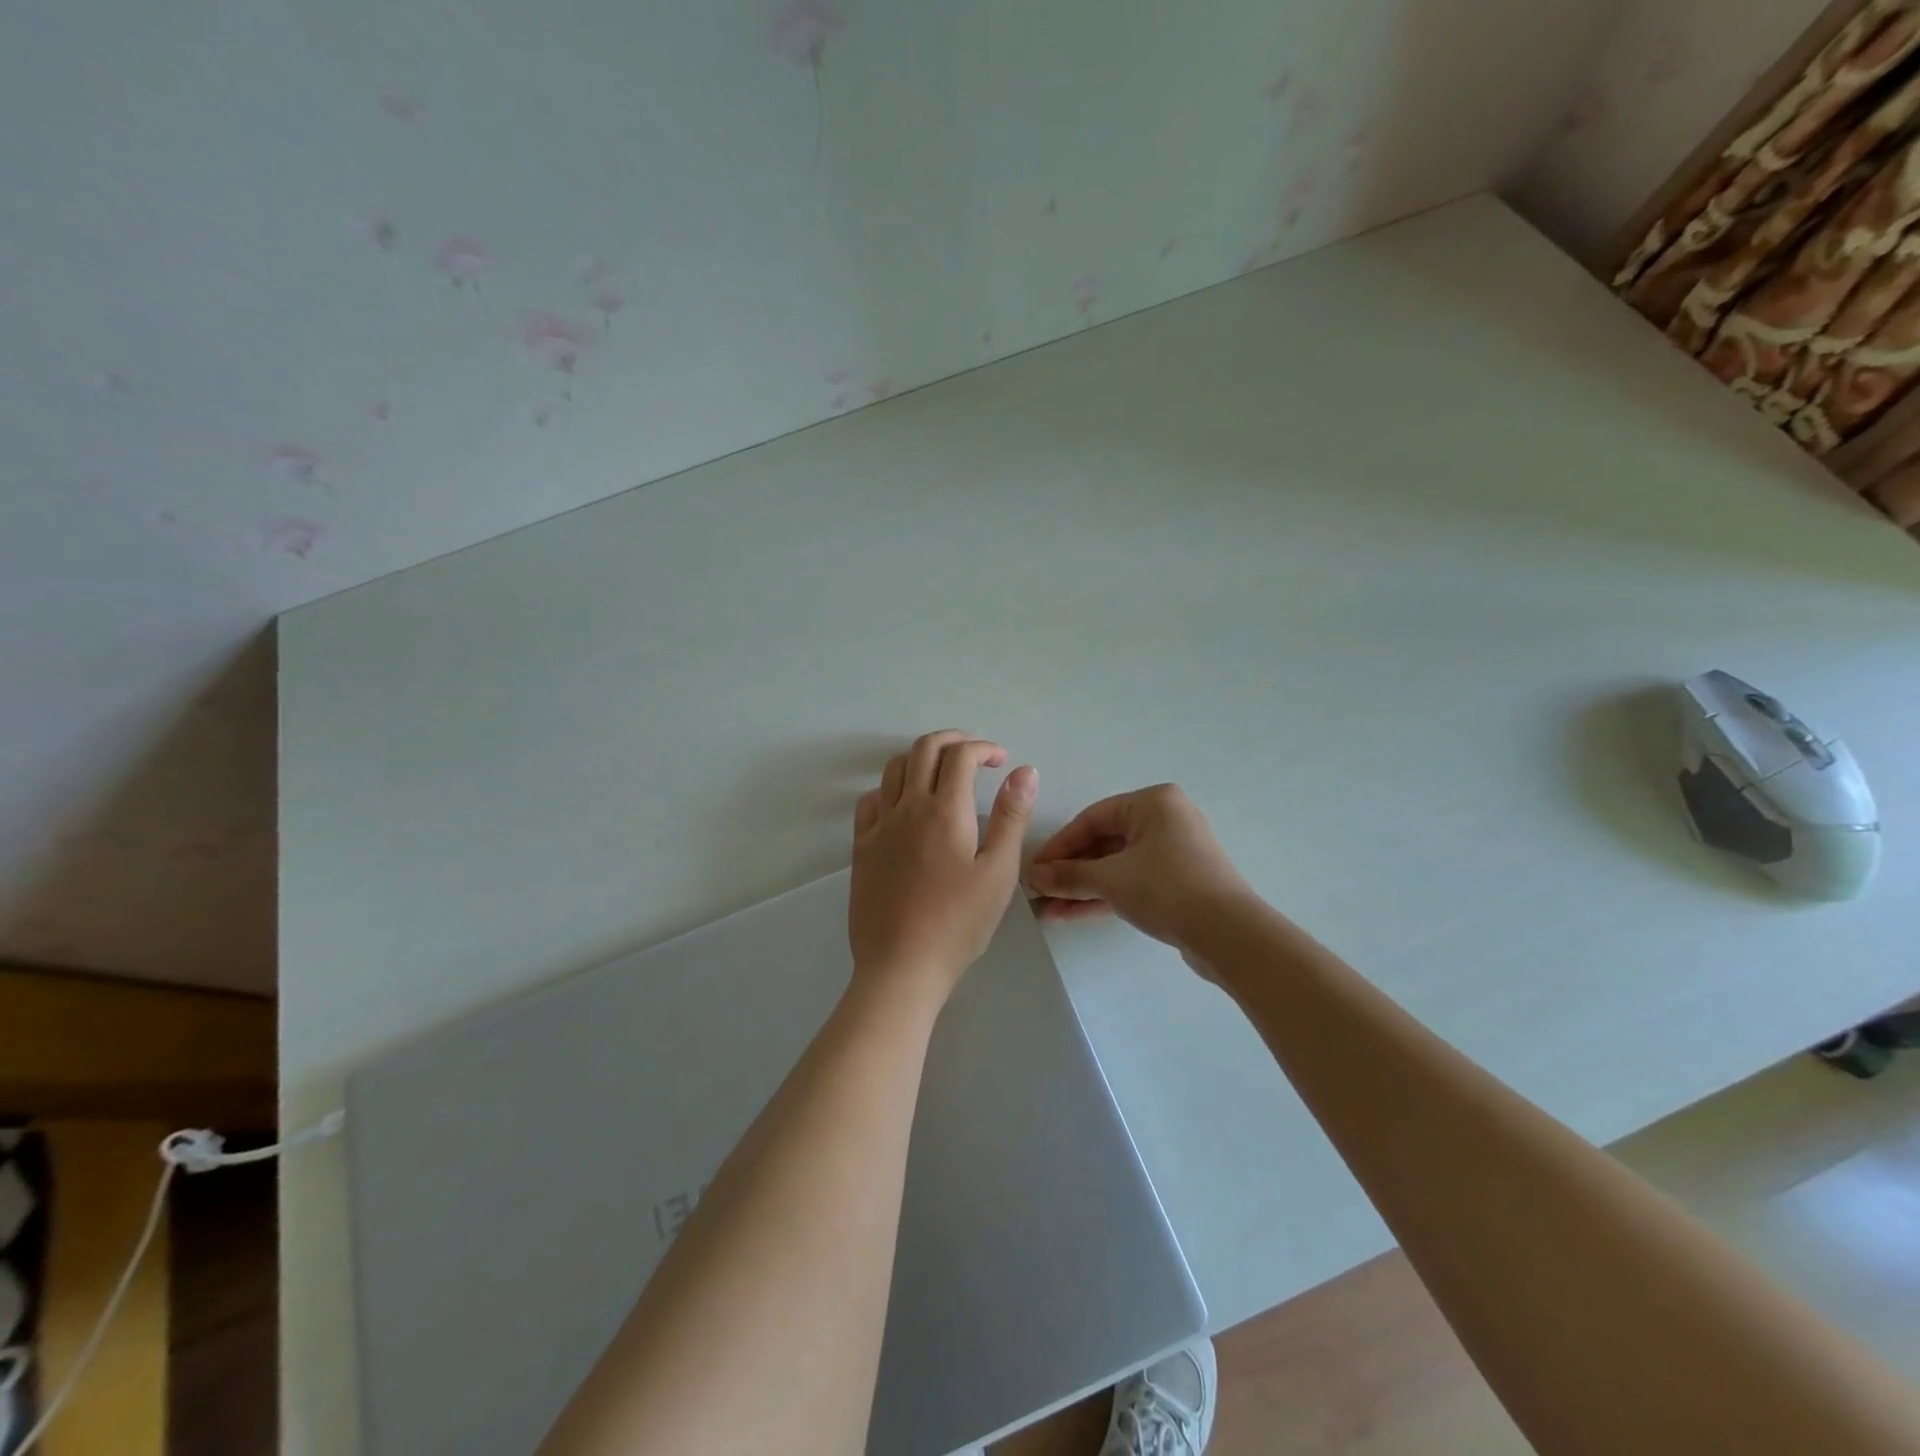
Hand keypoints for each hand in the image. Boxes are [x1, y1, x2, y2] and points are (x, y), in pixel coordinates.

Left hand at [849, 730, 1037, 1001]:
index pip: (960, 756)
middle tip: (975, 754)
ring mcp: (879, 826)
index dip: (983, 748)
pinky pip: (870, 801)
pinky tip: (904, 805)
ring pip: (894, 769)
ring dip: (920, 758)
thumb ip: (1011, 817)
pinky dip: (890, 788)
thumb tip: (1024, 771)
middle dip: (952, 740)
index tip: (1001, 762)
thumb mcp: (998, 871)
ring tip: (942, 773)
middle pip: (924, 749)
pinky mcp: (862, 848)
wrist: (901, 965)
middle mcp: (907, 807)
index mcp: (944, 811)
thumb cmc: (959, 923)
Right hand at [1025, 785, 1253, 950]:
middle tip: (1039, 892)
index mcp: (1152, 802)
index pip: (1092, 818)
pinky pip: (1132, 883)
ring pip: (1117, 867)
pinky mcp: (1178, 883)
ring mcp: (1174, 853)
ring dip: (1083, 888)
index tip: (1033, 869)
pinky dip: (1105, 896)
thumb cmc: (1166, 888)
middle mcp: (1165, 820)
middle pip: (1104, 843)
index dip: (1059, 845)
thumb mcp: (1110, 879)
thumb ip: (1069, 876)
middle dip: (1070, 871)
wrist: (1229, 934)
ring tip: (1048, 910)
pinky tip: (1071, 914)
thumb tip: (1033, 877)